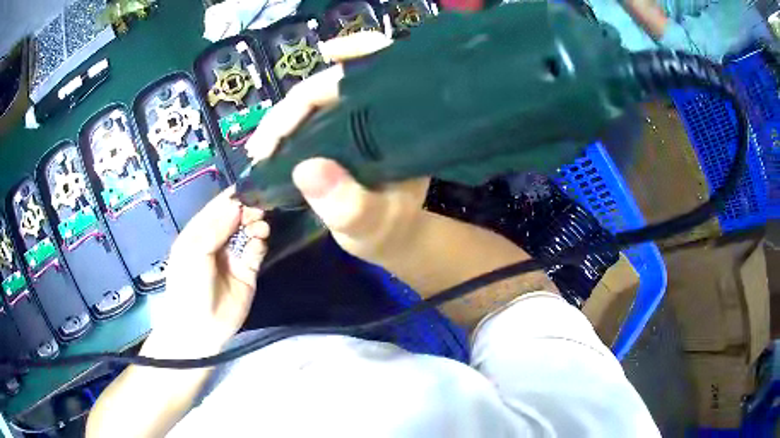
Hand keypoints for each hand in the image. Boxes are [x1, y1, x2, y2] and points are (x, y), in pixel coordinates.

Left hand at [155, 187, 268, 347]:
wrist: (200, 327)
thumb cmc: (188, 285)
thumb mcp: (194, 251)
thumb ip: (216, 227)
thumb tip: (238, 205)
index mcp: (199, 232)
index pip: (218, 207)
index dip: (233, 196)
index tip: (252, 185)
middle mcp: (217, 240)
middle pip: (236, 217)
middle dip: (248, 209)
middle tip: (259, 209)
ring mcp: (233, 255)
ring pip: (248, 231)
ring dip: (256, 225)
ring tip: (260, 228)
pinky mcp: (248, 271)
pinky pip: (256, 251)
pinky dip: (260, 242)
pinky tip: (260, 241)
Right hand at [246, 33, 429, 264]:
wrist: (395, 240)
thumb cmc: (391, 230)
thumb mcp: (372, 222)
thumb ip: (349, 205)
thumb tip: (307, 169)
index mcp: (395, 123)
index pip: (378, 72)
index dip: (355, 51)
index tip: (326, 54)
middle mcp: (376, 115)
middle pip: (331, 88)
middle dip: (290, 110)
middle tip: (262, 147)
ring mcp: (354, 124)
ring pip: (315, 103)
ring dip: (282, 120)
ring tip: (260, 150)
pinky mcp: (338, 136)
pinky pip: (310, 121)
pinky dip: (287, 127)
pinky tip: (271, 144)